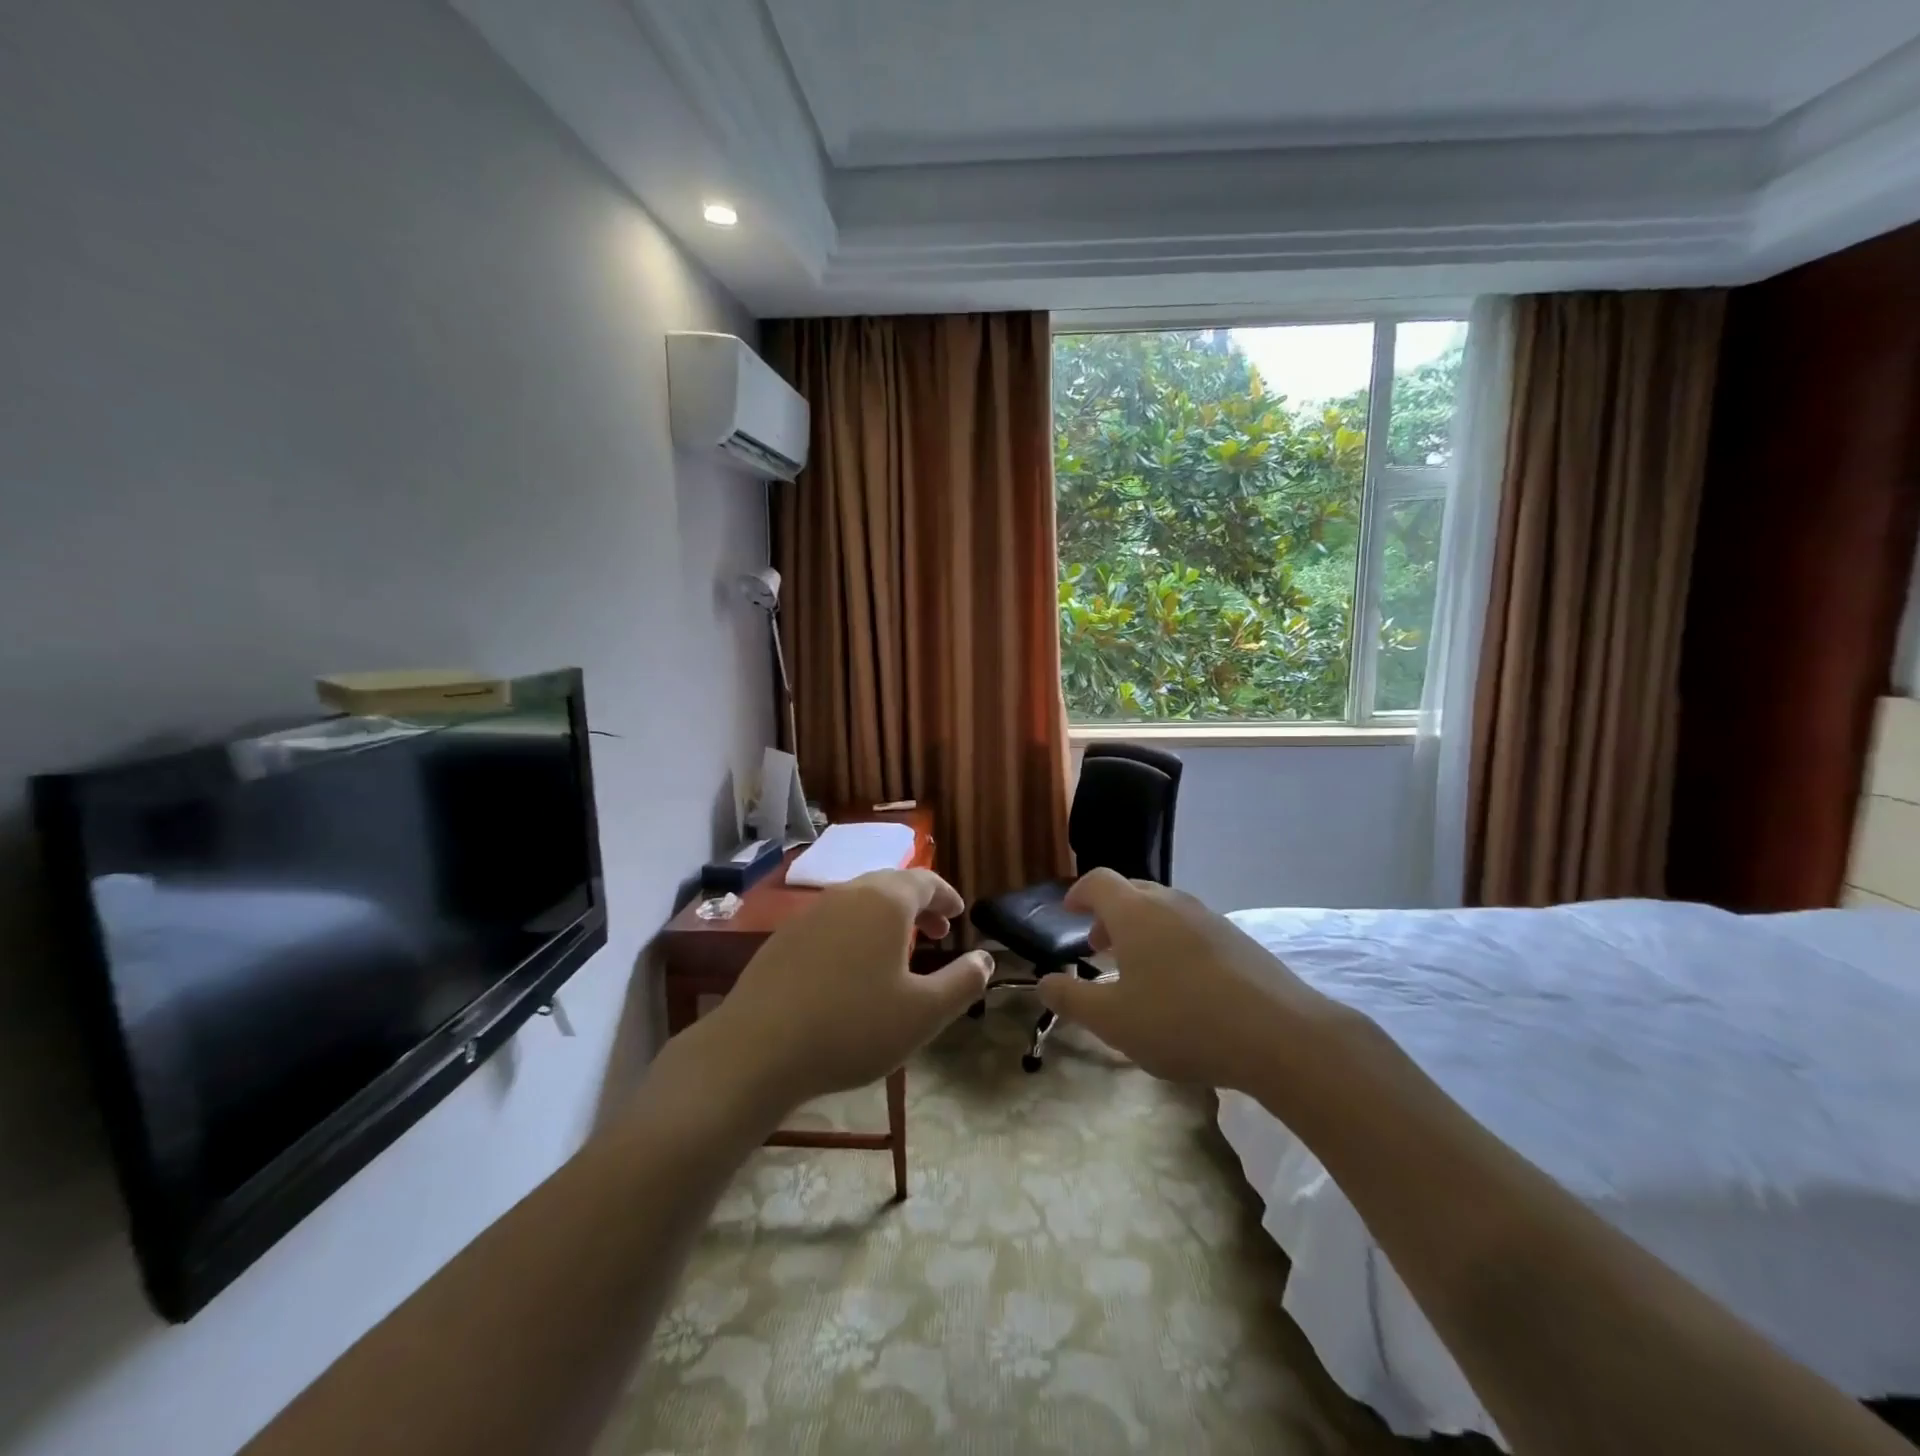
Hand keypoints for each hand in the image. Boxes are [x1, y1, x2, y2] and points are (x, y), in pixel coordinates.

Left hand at [697, 868, 991, 1113]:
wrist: (757, 1049)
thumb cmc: (853, 1026)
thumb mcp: (923, 1013)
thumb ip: (962, 982)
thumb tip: (986, 959)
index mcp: (885, 902)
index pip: (924, 881)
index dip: (946, 896)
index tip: (958, 914)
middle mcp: (847, 895)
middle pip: (890, 886)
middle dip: (918, 906)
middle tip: (936, 932)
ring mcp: (810, 914)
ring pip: (859, 903)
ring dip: (886, 920)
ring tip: (898, 952)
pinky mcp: (783, 938)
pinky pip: (832, 923)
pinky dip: (855, 933)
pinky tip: (852, 970)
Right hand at [1036, 868, 1338, 1090]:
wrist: (1280, 1035)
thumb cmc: (1181, 1022)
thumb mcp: (1112, 1021)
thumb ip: (1071, 999)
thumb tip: (1043, 982)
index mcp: (1135, 912)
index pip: (1098, 881)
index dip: (1079, 893)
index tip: (1069, 912)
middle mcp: (1171, 903)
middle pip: (1132, 890)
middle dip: (1109, 913)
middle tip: (1099, 946)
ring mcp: (1210, 918)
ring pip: (1165, 909)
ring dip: (1142, 928)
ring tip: (1139, 968)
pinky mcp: (1239, 940)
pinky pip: (1192, 928)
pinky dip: (1173, 942)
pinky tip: (1182, 984)